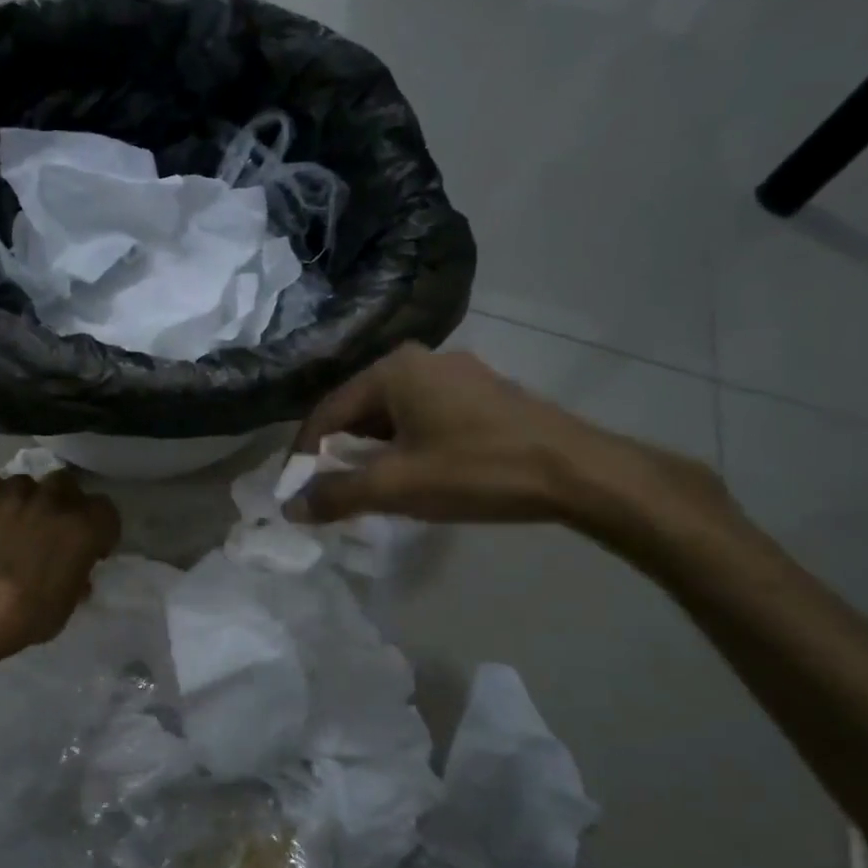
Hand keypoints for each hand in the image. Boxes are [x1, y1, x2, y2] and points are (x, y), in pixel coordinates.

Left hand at [0, 467, 121, 670]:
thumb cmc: (24, 616)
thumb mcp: (65, 606)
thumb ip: (75, 579)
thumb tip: (75, 572)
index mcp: (85, 527)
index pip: (106, 511)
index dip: (98, 528)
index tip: (89, 547)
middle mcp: (56, 500)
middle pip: (67, 485)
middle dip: (62, 503)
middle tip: (49, 529)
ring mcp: (16, 490)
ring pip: (27, 484)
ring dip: (25, 501)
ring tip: (9, 526)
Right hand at [286, 344, 723, 530]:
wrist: (576, 472)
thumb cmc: (476, 470)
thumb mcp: (397, 486)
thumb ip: (337, 494)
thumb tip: (291, 507)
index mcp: (394, 369)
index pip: (329, 411)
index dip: (305, 454)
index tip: (295, 491)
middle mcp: (422, 360)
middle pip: (360, 411)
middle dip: (340, 455)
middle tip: (331, 495)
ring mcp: (457, 376)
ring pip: (394, 416)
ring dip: (374, 454)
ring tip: (368, 492)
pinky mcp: (482, 396)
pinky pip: (424, 419)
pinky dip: (406, 448)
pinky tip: (413, 477)